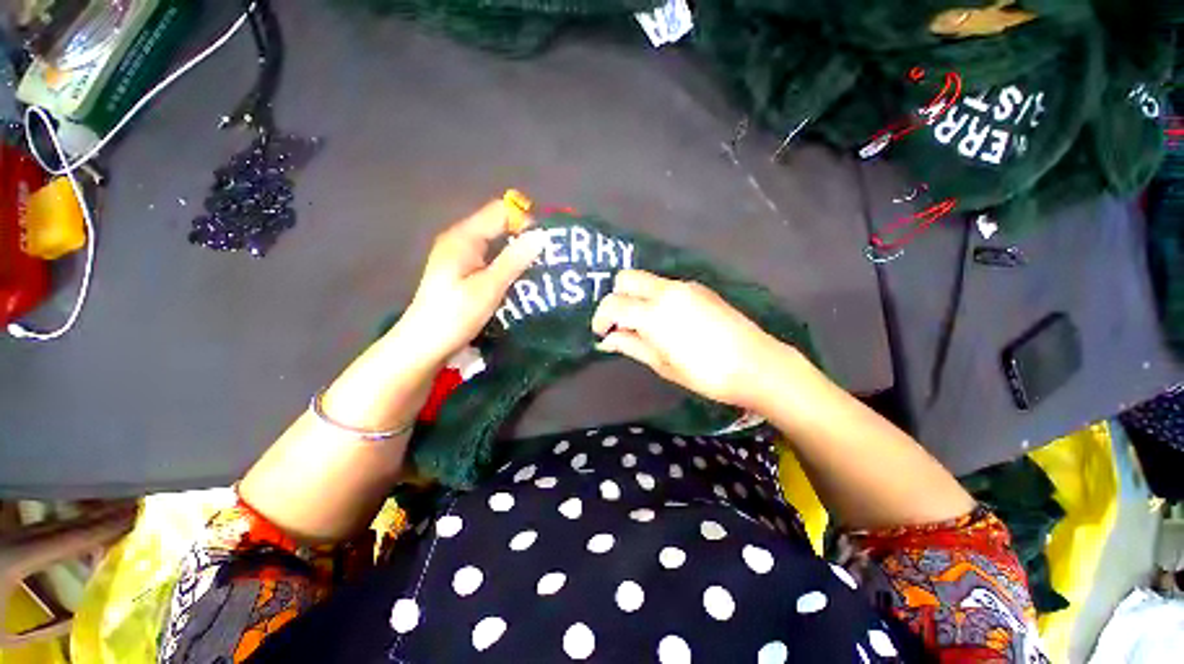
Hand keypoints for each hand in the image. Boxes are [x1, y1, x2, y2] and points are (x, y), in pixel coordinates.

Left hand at [397, 200, 545, 364]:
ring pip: (496, 245)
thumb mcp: (489, 287)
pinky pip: (491, 260)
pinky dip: (507, 266)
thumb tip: (542, 235)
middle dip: (524, 238)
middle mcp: (460, 240)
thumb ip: (514, 260)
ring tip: (539, 270)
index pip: (500, 211)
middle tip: (547, 259)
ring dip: (517, 254)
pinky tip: (519, 281)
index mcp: (463, 237)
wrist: (424, 345)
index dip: (525, 222)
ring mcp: (460, 257)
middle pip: (498, 226)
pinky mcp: (462, 272)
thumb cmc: (455, 315)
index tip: (546, 244)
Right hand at [591, 270, 787, 408]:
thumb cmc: (706, 373)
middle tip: (620, 323)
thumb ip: (631, 345)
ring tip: (645, 326)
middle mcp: (667, 291)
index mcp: (654, 313)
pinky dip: (655, 298)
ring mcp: (685, 286)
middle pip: (626, 278)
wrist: (757, 364)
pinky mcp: (699, 288)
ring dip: (636, 298)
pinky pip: (666, 286)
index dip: (601, 318)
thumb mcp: (662, 364)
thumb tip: (607, 340)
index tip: (601, 333)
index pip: (613, 304)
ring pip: (647, 280)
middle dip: (616, 297)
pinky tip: (667, 321)